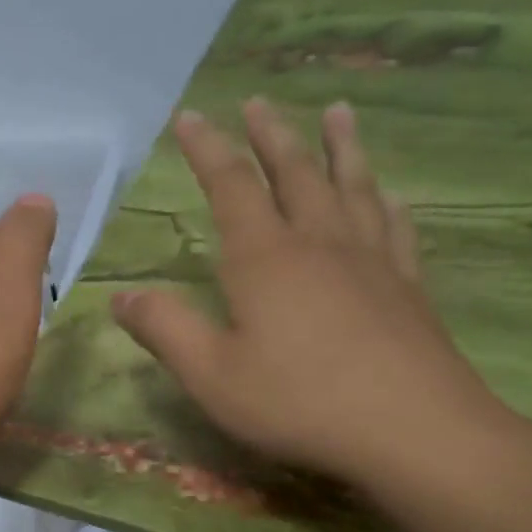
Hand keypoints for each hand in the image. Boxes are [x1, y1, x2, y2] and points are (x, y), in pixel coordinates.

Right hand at [110, 99, 521, 498]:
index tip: (191, 116)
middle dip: (270, 135)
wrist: (410, 430)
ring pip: (352, 187)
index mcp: (263, 258)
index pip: (230, 186)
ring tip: (338, 112)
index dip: (207, 149)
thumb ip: (165, 330)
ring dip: (340, 147)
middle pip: (293, 172)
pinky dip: (387, 203)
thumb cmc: (298, 402)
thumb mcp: (212, 375)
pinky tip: (389, 194)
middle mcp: (318, 243)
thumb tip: (120, 297)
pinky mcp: (407, 286)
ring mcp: (370, 261)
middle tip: (258, 101)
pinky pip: (395, 229)